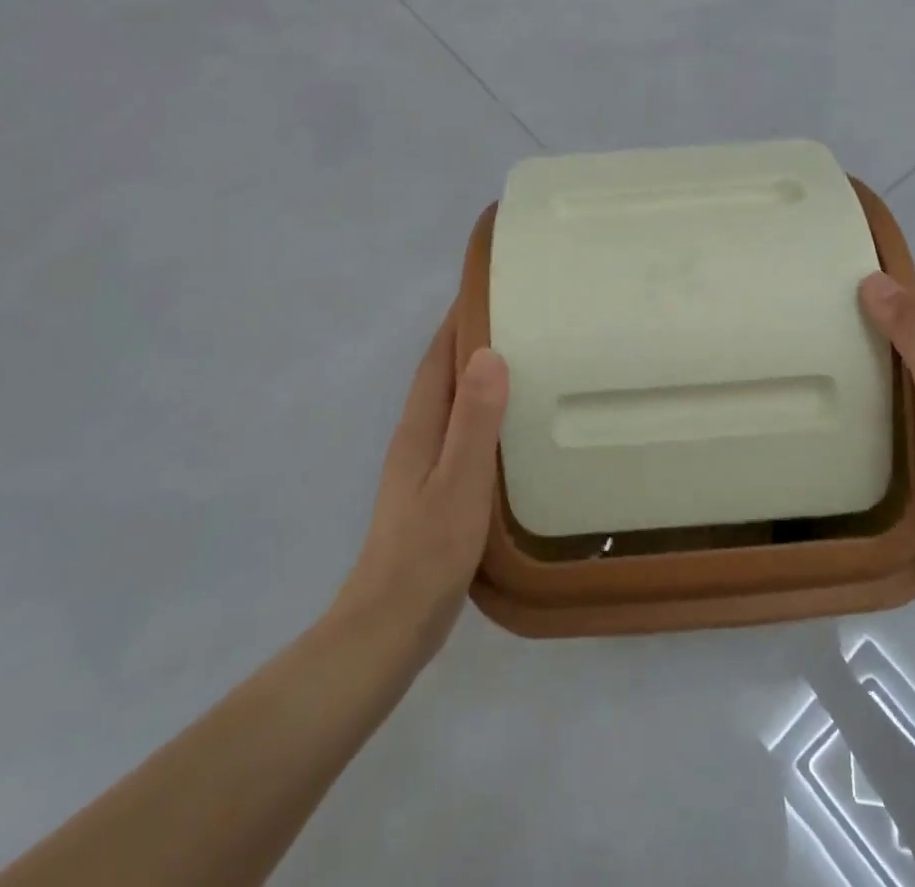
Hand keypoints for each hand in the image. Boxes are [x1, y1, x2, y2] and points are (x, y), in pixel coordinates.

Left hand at [333, 315, 508, 661]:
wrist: (389, 627)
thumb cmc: (427, 551)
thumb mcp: (460, 481)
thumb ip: (475, 420)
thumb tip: (489, 352)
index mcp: (420, 426)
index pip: (439, 357)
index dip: (459, 320)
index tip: (490, 287)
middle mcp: (417, 437)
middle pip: (444, 374)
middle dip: (474, 340)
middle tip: (523, 318)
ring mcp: (422, 466)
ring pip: (453, 404)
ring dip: (480, 377)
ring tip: (526, 361)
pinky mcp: (433, 491)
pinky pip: (462, 433)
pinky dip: (484, 414)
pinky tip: (511, 428)